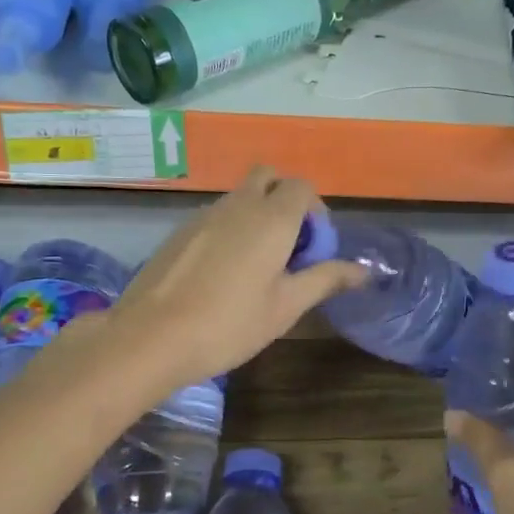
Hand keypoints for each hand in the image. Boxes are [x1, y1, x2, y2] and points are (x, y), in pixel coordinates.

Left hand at [97, 167, 367, 389]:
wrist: (151, 337)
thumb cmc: (229, 324)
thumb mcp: (286, 306)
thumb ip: (325, 279)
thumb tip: (363, 270)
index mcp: (271, 218)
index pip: (301, 187)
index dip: (315, 212)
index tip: (314, 248)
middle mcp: (238, 204)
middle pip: (267, 177)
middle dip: (284, 199)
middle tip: (288, 245)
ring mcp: (203, 215)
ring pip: (239, 196)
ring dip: (256, 214)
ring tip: (256, 265)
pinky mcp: (179, 231)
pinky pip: (215, 216)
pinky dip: (229, 228)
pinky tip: (222, 273)